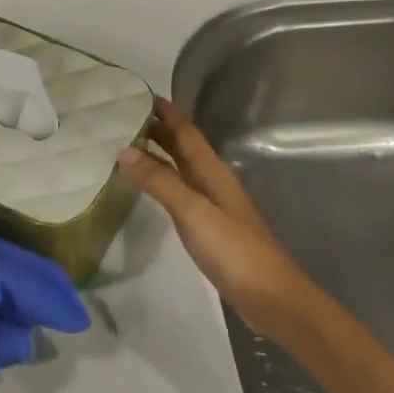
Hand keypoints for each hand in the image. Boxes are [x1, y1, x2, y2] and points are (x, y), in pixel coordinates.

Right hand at [119, 98, 321, 341]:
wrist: (272, 298)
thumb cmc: (234, 250)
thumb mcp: (193, 211)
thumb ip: (159, 181)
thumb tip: (123, 150)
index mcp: (211, 170)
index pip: (185, 130)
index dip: (165, 111)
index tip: (136, 94)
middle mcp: (213, 180)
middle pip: (184, 146)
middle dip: (158, 128)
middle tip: (122, 117)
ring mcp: (213, 204)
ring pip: (182, 167)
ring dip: (159, 153)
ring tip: (127, 146)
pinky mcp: (210, 227)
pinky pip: (181, 191)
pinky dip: (163, 180)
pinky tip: (150, 188)